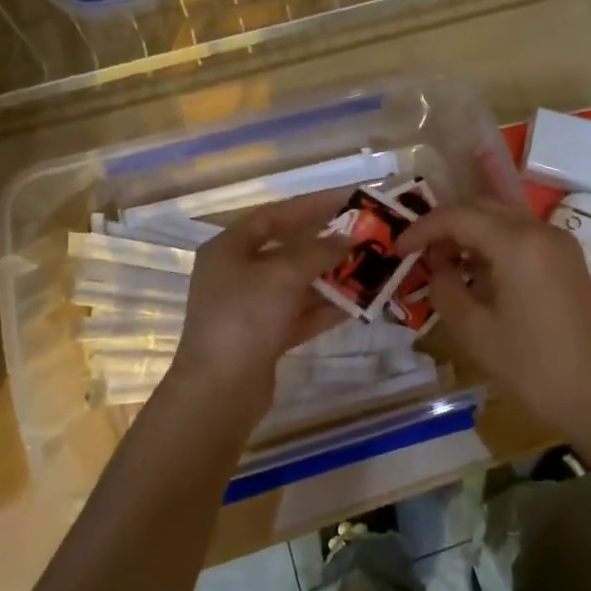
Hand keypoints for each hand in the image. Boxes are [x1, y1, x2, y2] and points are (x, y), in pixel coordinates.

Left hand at [159, 194, 350, 428]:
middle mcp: (236, 274)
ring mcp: (249, 308)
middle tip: (364, 235)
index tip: (348, 199)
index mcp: (228, 248)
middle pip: (287, 250)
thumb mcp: (284, 274)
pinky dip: (326, 308)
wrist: (220, 390)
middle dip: (326, 244)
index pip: (273, 215)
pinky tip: (359, 303)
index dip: (311, 205)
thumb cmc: (245, 317)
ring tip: (370, 267)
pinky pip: (300, 314)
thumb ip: (319, 251)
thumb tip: (349, 238)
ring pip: (297, 284)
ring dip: (331, 277)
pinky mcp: (264, 338)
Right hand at [395, 193, 590, 441]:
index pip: (458, 216)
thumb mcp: (474, 331)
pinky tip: (476, 265)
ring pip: (504, 217)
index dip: (423, 228)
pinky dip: (494, 241)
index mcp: (517, 243)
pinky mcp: (567, 260)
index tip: (398, 248)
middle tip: (419, 252)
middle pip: (483, 207)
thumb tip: (438, 266)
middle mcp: (540, 230)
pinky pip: (522, 235)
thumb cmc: (532, 367)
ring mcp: (559, 243)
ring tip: (443, 258)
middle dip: (446, 224)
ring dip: (470, 230)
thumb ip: (445, 288)